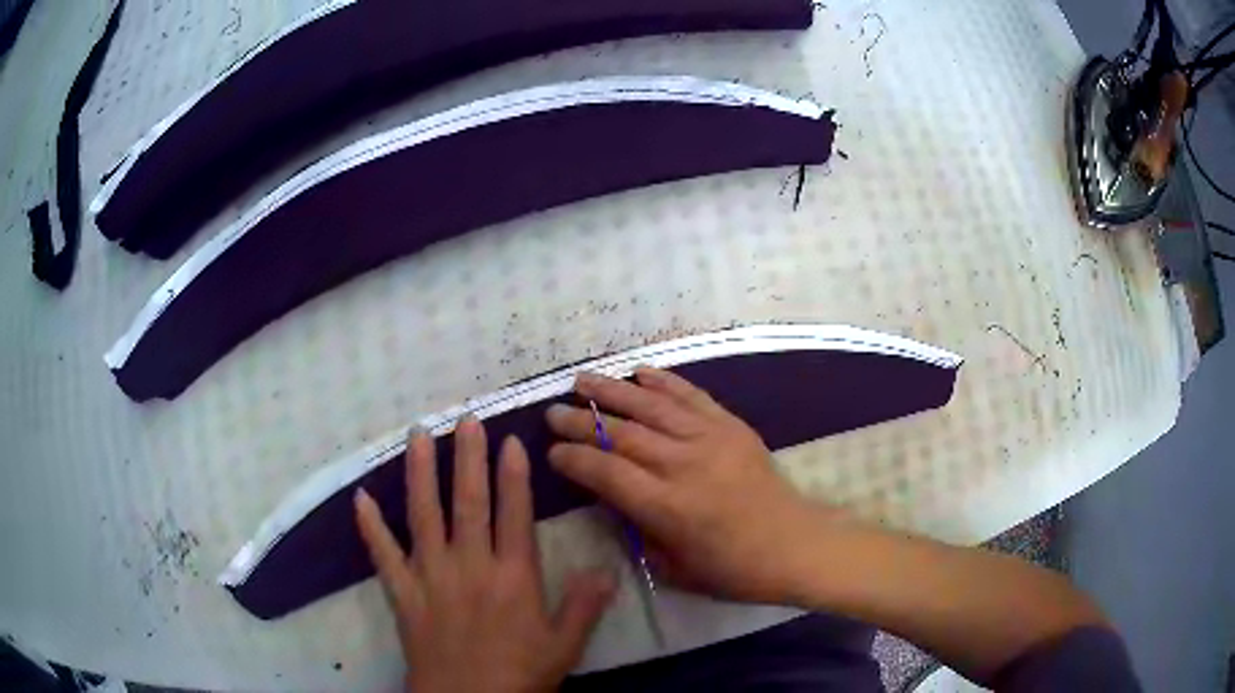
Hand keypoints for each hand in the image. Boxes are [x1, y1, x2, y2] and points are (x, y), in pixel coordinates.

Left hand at [354, 418, 615, 692]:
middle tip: (464, 419)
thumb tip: (606, 568)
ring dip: (419, 473)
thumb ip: (584, 605)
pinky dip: (369, 526)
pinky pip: (382, 554)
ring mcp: (430, 576)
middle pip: (467, 502)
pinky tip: (359, 498)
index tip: (509, 440)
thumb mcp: (564, 646)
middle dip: (466, 457)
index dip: (513, 475)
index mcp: (512, 577)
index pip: (513, 514)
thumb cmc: (519, 675)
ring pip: (423, 515)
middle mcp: (469, 565)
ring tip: (417, 435)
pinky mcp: (403, 593)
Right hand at [546, 368, 827, 603]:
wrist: (796, 545)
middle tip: (553, 411)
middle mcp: (685, 465)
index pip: (607, 472)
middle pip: (622, 434)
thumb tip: (613, 500)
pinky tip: (640, 373)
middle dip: (582, 421)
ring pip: (652, 407)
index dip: (574, 458)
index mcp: (668, 507)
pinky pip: (692, 396)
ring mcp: (711, 439)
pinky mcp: (732, 427)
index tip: (552, 451)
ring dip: (613, 390)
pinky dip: (664, 382)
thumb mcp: (675, 568)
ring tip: (583, 380)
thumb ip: (638, 533)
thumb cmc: (734, 569)